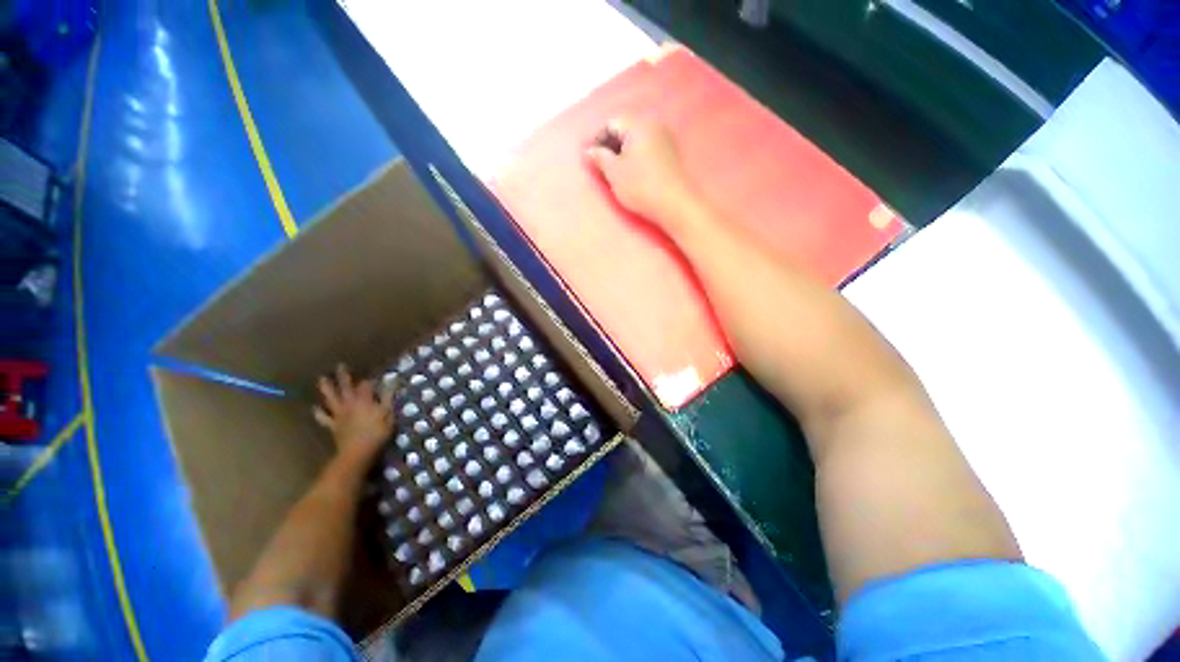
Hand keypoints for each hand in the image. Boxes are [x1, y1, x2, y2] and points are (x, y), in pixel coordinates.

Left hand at [313, 364, 394, 461]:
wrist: (357, 453)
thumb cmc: (377, 433)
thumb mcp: (388, 414)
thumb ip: (389, 396)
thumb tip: (392, 380)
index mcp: (364, 400)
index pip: (366, 385)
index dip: (370, 380)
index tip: (375, 376)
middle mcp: (350, 404)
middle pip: (346, 387)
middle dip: (344, 376)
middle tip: (340, 365)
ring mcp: (339, 415)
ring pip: (331, 398)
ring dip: (326, 388)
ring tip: (322, 379)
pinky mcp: (333, 425)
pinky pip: (324, 417)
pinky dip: (319, 412)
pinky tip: (315, 407)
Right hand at [586, 116, 694, 224]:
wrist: (673, 204)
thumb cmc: (641, 186)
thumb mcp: (614, 173)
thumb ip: (600, 158)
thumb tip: (590, 150)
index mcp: (638, 125)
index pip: (612, 123)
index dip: (597, 138)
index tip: (589, 155)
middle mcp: (654, 125)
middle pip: (626, 128)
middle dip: (611, 143)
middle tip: (600, 163)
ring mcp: (666, 139)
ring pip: (638, 139)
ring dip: (623, 150)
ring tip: (614, 169)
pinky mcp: (671, 154)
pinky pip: (648, 148)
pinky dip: (636, 156)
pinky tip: (632, 172)